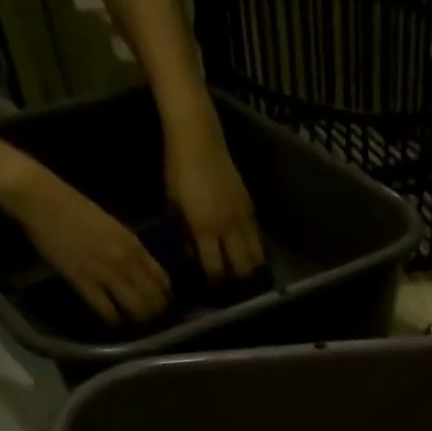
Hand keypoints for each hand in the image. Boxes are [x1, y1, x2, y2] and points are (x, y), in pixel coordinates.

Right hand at [0, 162, 170, 324]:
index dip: (165, 298)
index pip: (164, 282)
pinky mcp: (84, 282)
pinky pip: (108, 312)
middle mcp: (127, 262)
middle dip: (155, 315)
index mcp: (135, 246)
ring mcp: (106, 273)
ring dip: (138, 322)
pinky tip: (112, 323)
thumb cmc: (76, 209)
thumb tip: (143, 274)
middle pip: (155, 301)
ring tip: (133, 325)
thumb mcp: (115, 228)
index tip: (160, 305)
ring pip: (137, 310)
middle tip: (149, 322)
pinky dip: (113, 322)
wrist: (40, 198)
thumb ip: (131, 251)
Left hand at [165, 124, 264, 283]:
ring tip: (248, 279)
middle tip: (235, 291)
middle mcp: (228, 227)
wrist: (198, 136)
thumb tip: (192, 257)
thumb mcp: (173, 205)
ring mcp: (243, 217)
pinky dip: (257, 251)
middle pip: (244, 269)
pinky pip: (259, 238)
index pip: (216, 269)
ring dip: (253, 271)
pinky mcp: (251, 207)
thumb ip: (184, 235)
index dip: (216, 286)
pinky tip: (251, 255)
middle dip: (241, 284)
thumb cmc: (178, 169)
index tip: (213, 293)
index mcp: (204, 227)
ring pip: (257, 256)